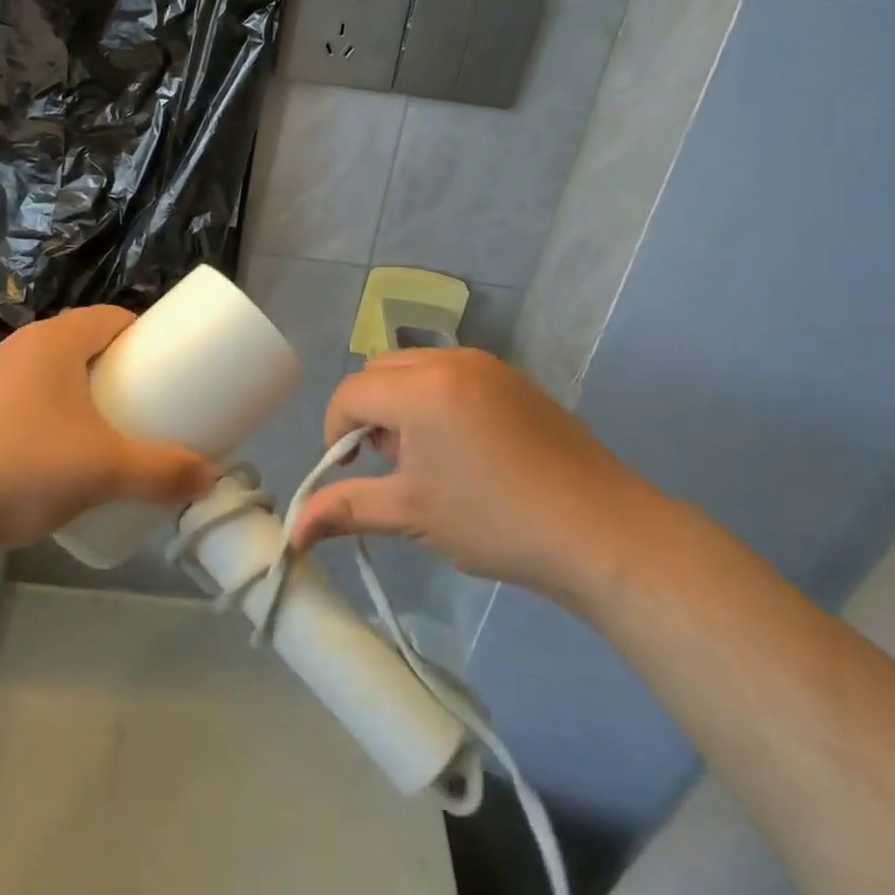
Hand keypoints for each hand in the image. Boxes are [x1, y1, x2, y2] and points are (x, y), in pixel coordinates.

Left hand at [0, 306, 214, 556]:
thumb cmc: (18, 469)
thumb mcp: (103, 471)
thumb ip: (162, 472)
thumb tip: (209, 477)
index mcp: (53, 342)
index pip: (113, 317)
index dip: (148, 336)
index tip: (171, 369)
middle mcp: (18, 349)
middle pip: (85, 346)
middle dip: (121, 371)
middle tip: (149, 407)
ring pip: (52, 376)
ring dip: (85, 396)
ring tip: (109, 435)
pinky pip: (25, 403)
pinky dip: (51, 418)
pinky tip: (57, 459)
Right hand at [290, 348, 655, 603]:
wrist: (601, 532)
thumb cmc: (497, 522)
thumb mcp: (413, 515)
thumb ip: (346, 511)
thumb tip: (293, 534)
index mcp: (422, 388)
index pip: (351, 394)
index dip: (336, 433)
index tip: (352, 471)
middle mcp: (451, 360)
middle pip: (379, 371)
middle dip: (368, 413)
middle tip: (389, 464)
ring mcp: (488, 365)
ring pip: (415, 367)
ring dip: (400, 403)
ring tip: (425, 458)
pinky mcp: (514, 379)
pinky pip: (451, 373)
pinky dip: (435, 399)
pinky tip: (462, 449)